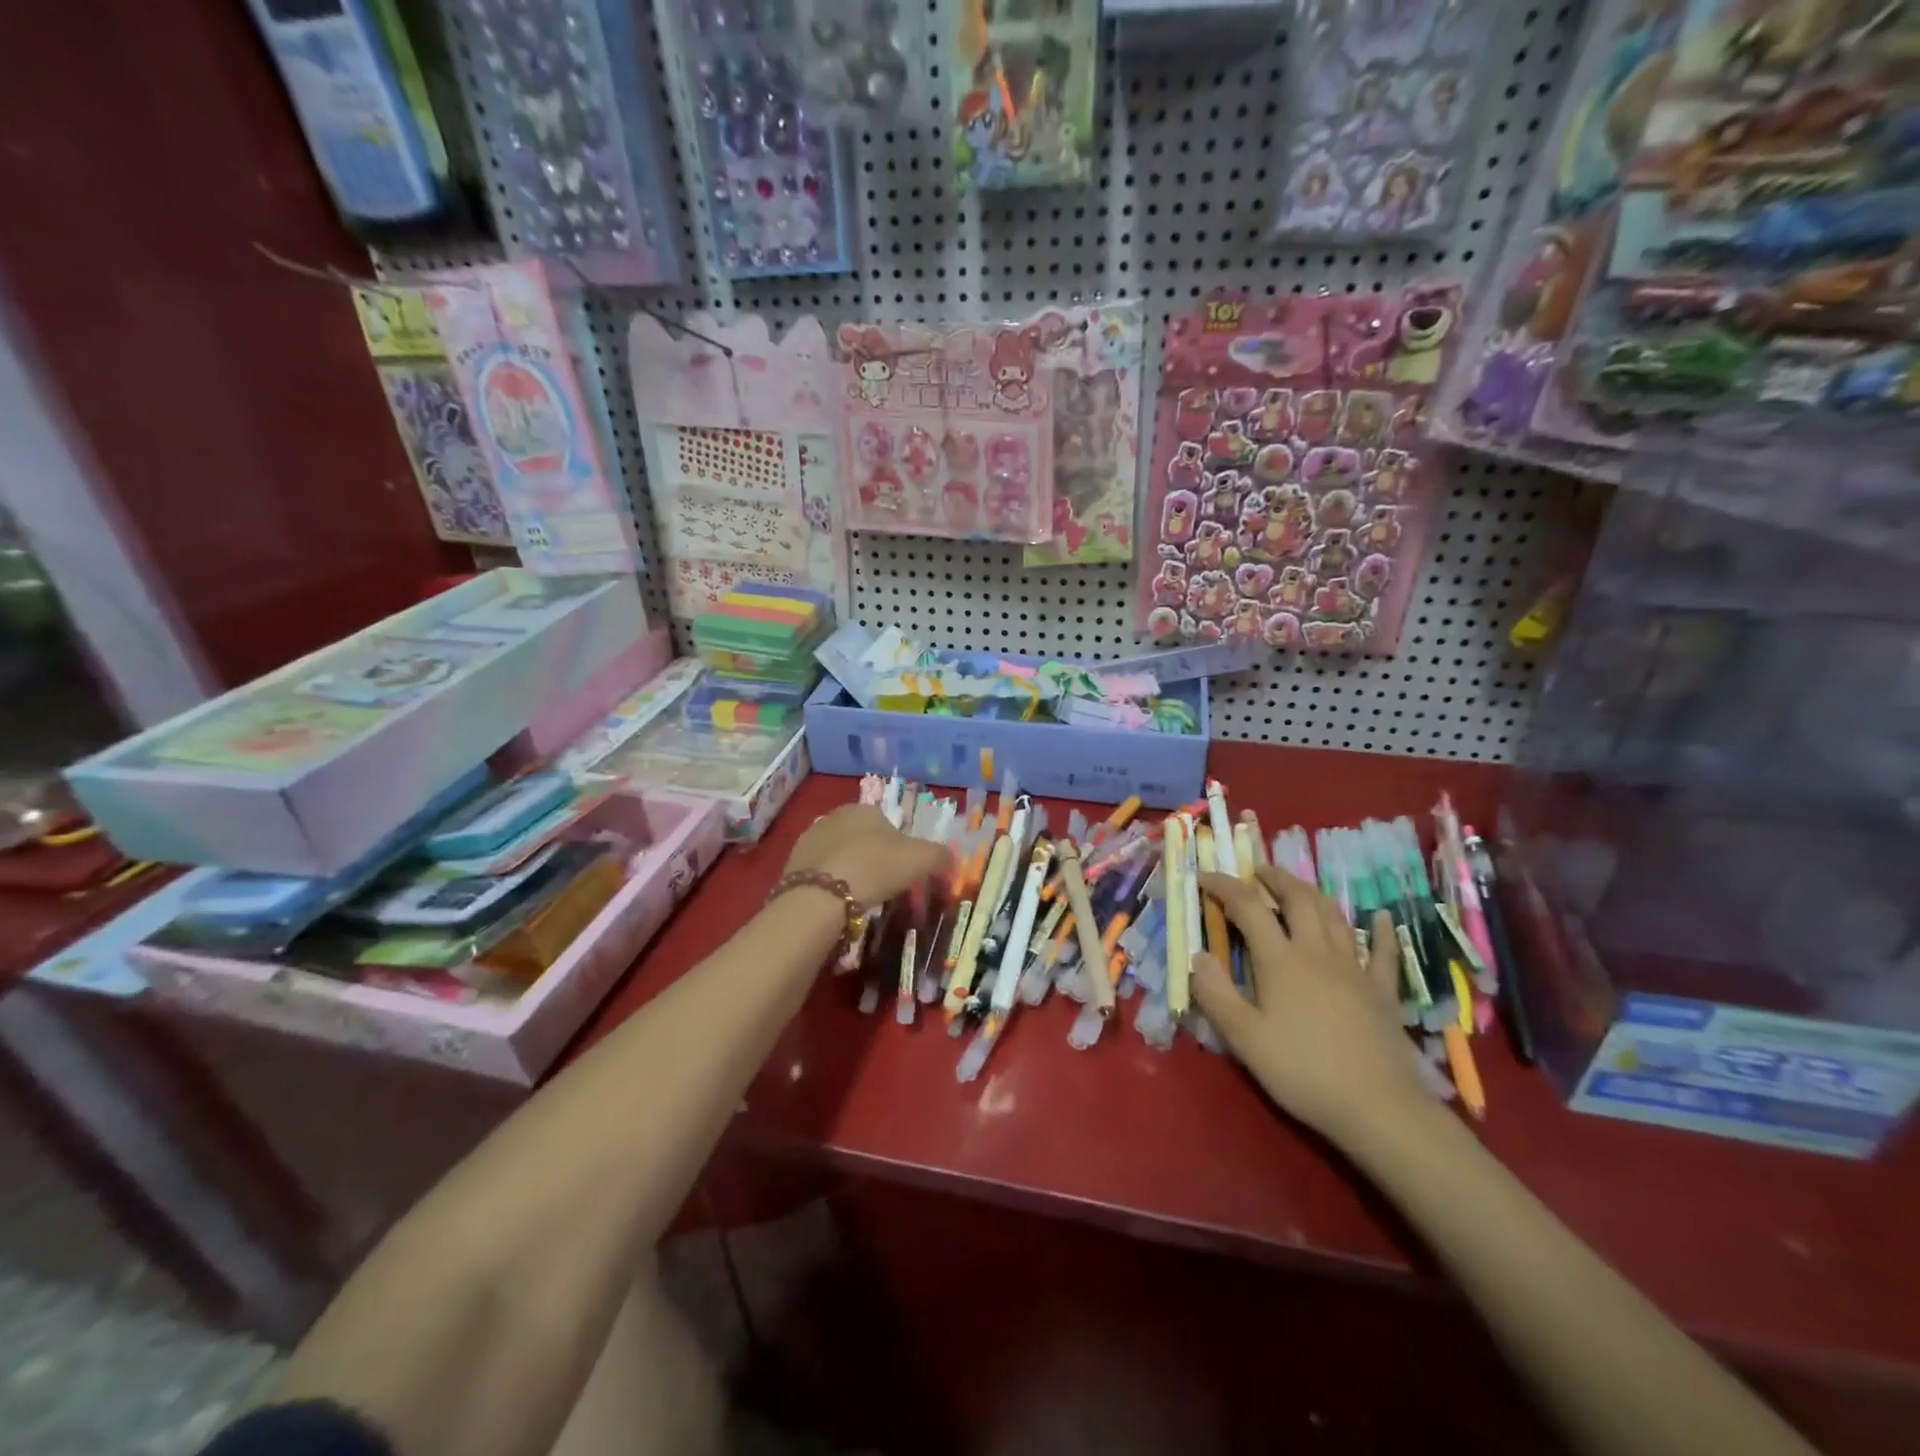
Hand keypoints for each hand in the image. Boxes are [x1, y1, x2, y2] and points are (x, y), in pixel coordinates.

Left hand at [784, 804, 948, 908]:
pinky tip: (836, 905)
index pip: (887, 823)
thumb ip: (940, 856)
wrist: (822, 896)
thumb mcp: (922, 860)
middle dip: (872, 858)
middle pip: (861, 838)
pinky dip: (829, 886)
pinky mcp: (791, 866)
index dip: (899, 848)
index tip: (903, 873)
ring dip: (849, 871)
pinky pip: (819, 874)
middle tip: (883, 887)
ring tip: (859, 899)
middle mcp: (834, 816)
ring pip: (838, 855)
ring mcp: (808, 840)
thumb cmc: (877, 868)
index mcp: (864, 808)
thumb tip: (950, 859)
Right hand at [1193, 865, 1432, 1147]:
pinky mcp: (1382, 991)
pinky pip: (1383, 951)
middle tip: (1257, 871)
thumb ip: (1216, 994)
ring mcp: (1355, 968)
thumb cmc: (1302, 1071)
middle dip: (1275, 878)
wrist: (1378, 1107)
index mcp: (1280, 960)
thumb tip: (1198, 956)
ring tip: (1298, 887)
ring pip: (1334, 916)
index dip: (1225, 886)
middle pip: (1298, 899)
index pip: (1248, 908)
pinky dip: (1381, 929)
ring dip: (1313, 893)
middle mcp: (1317, 952)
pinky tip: (1381, 917)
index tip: (1205, 876)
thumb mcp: (1244, 1038)